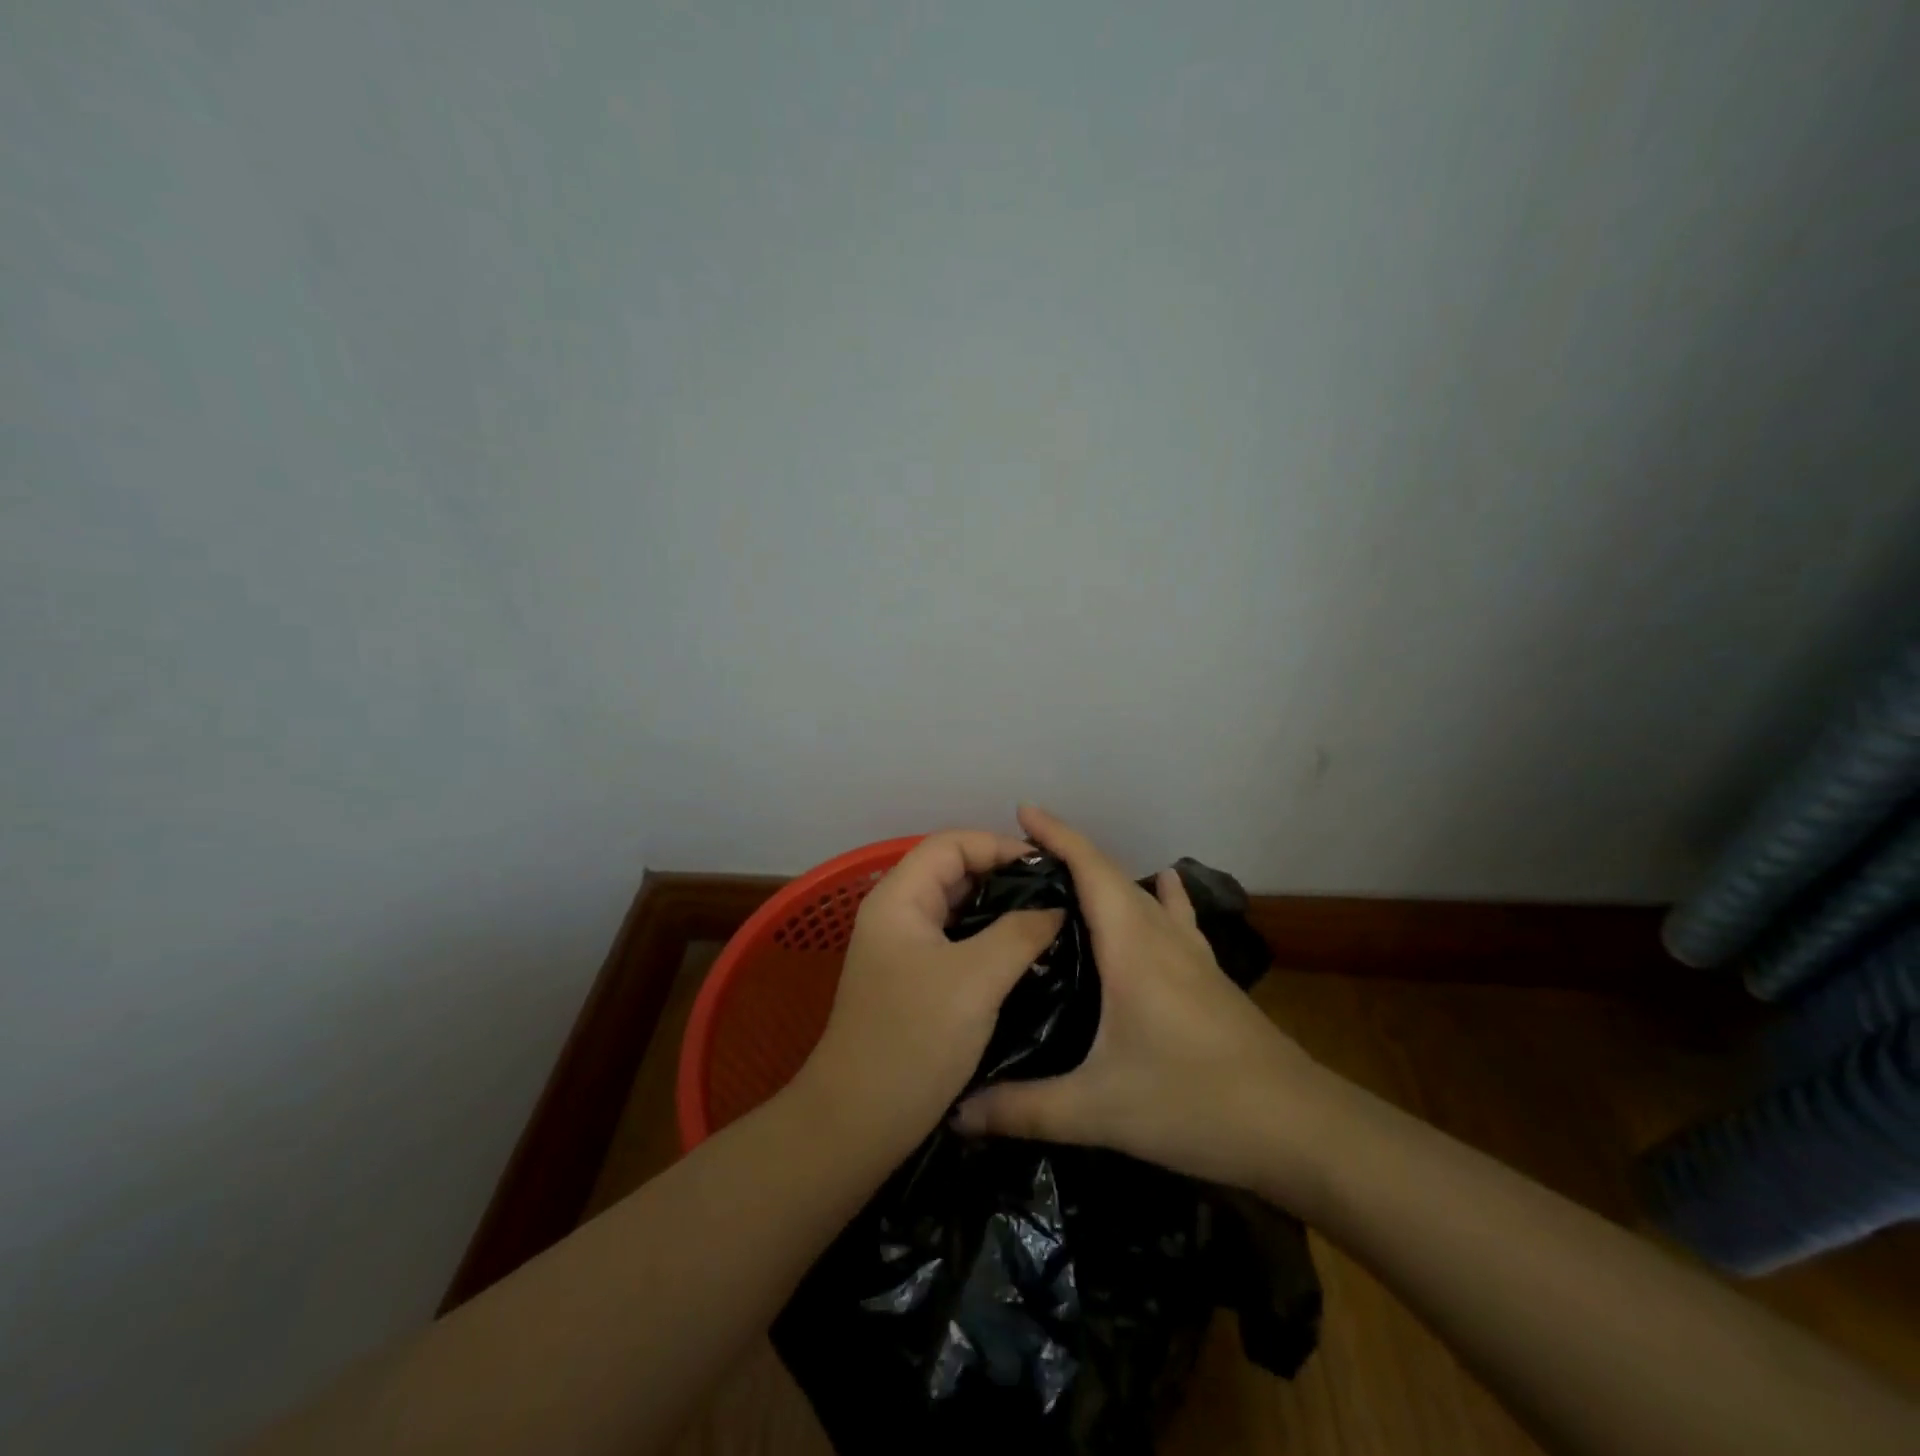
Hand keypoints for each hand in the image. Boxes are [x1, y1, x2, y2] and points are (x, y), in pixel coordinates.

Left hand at [793, 831, 1064, 1156]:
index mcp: (899, 898)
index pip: (952, 844)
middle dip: (1004, 877)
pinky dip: (989, 941)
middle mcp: (896, 914)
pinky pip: (956, 943)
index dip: (999, 846)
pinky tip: (1024, 957)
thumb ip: (1020, 932)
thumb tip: (1055, 907)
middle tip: (1056, 895)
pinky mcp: (913, 981)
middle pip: (954, 872)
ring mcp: (902, 949)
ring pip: (958, 910)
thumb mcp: (976, 979)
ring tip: (1049, 921)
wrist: (858, 1122)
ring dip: (999, 911)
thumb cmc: (914, 1040)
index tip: (1048, 868)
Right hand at [952, 806, 1344, 1200]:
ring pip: (1143, 894)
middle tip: (1021, 857)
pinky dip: (1159, 896)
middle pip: (1112, 874)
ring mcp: (1192, 954)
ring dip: (1106, 876)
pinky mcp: (1210, 975)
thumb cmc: (1195, 1103)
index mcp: (1132, 946)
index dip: (1056, 834)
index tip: (1022, 810)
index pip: (1090, 869)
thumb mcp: (1099, 1111)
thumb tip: (957, 1114)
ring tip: (1067, 879)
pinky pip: (1175, 918)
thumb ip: (1024, 1110)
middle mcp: (1162, 936)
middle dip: (1068, 853)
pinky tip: (1165, 887)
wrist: (1300, 1127)